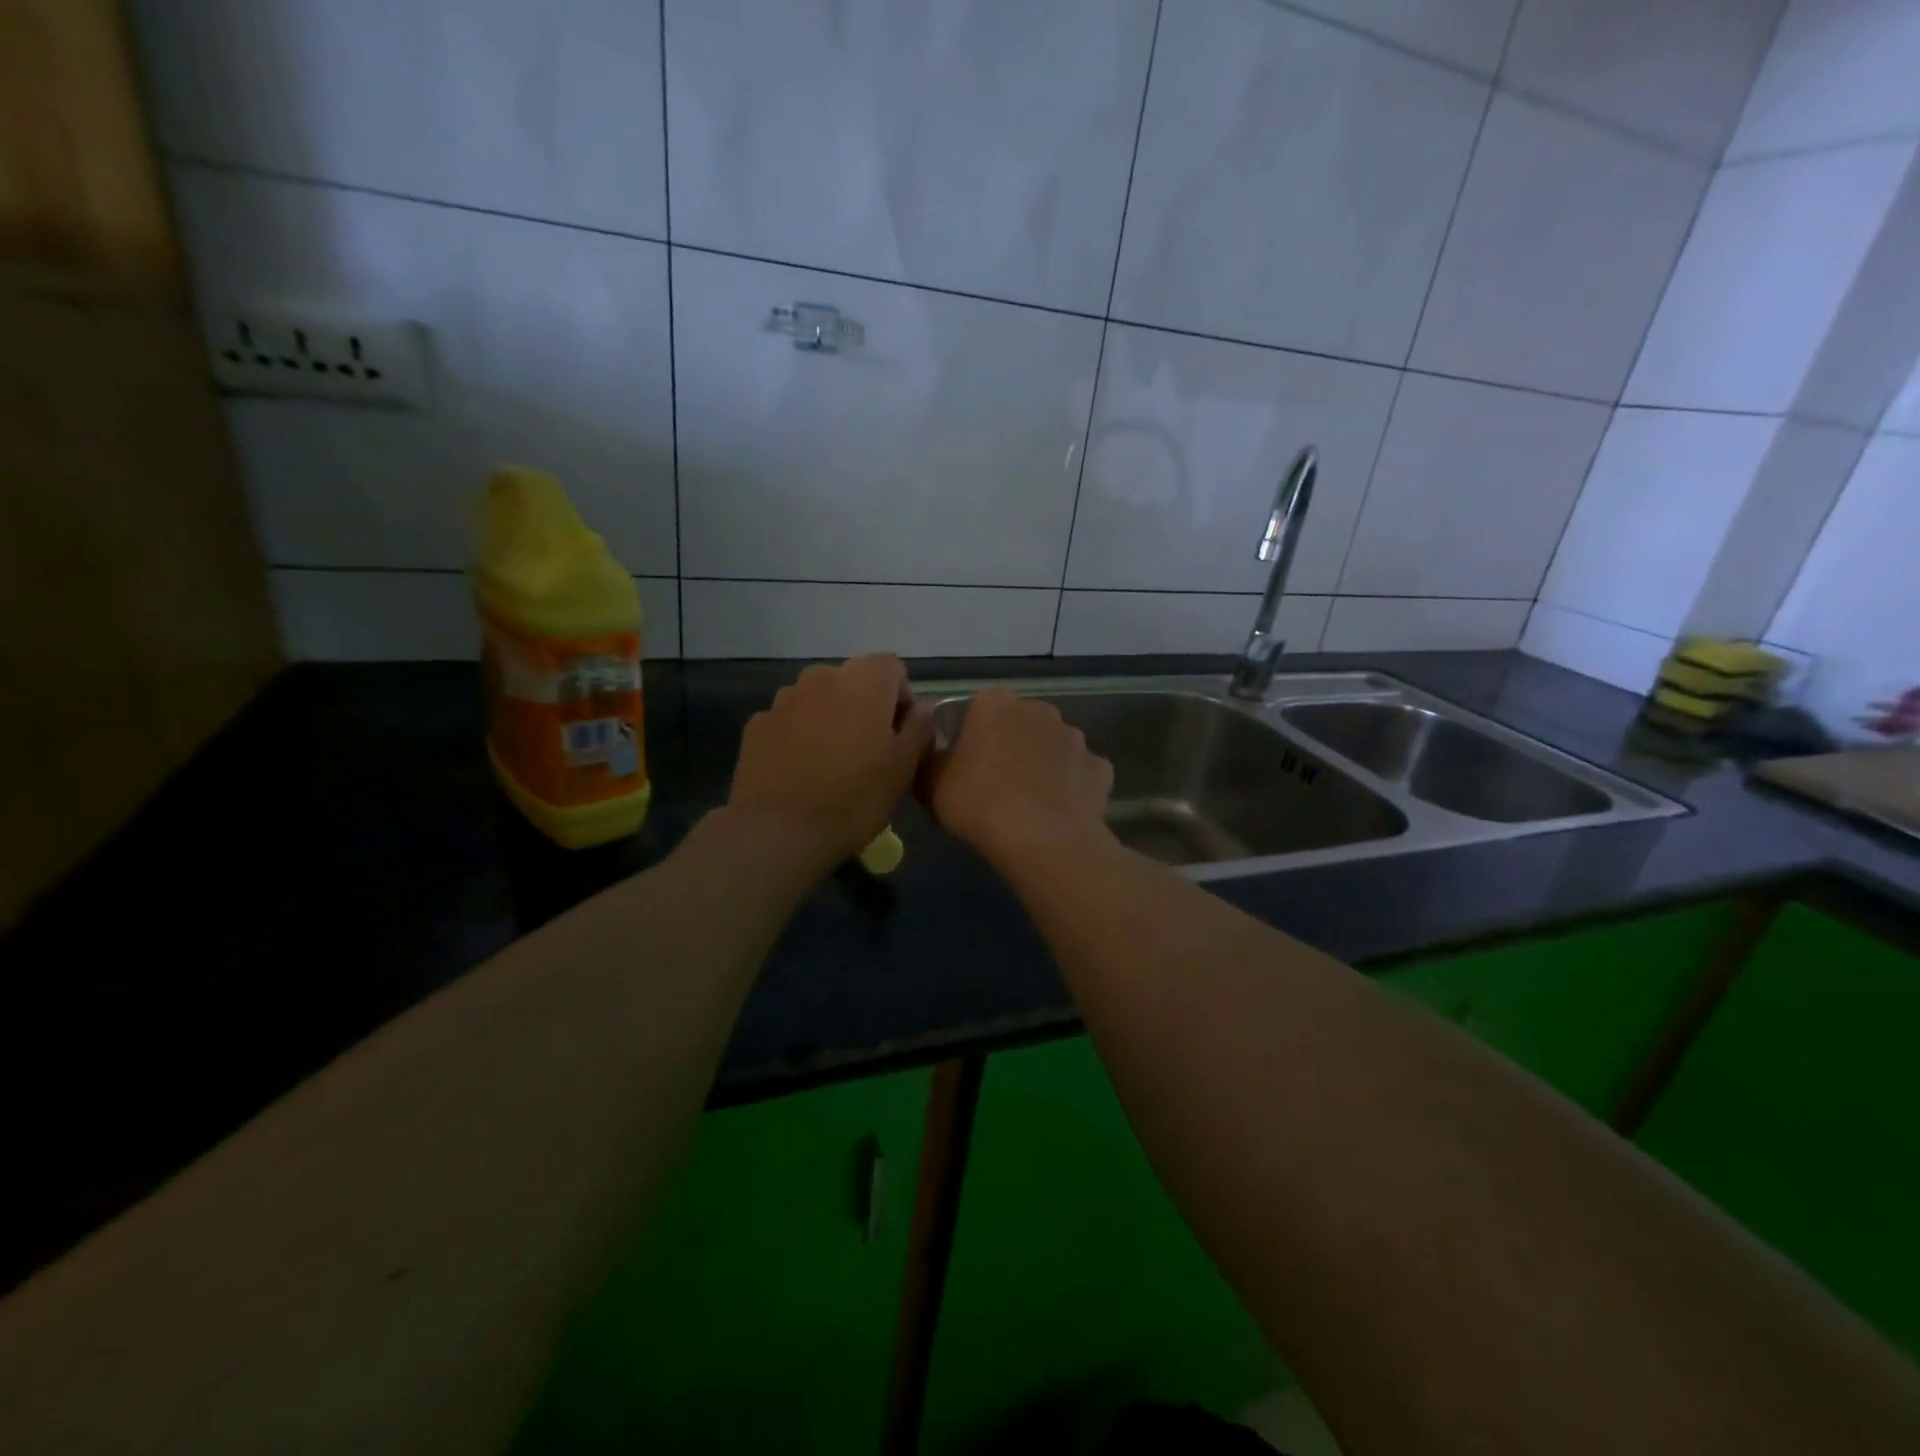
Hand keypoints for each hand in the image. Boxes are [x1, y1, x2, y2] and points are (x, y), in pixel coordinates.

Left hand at [726, 655, 932, 873]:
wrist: (778, 831)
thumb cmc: (854, 798)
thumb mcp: (904, 768)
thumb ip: (920, 727)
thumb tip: (925, 706)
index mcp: (863, 681)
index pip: (892, 667)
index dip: (901, 699)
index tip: (899, 736)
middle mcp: (821, 677)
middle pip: (853, 681)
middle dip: (865, 707)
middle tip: (869, 753)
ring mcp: (784, 699)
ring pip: (820, 699)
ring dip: (831, 719)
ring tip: (832, 764)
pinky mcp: (757, 725)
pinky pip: (790, 721)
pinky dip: (800, 736)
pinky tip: (802, 772)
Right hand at [921, 687, 1114, 872]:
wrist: (1042, 840)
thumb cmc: (979, 803)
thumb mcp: (930, 784)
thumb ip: (930, 761)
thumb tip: (936, 756)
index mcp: (995, 703)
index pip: (978, 709)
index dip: (971, 737)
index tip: (964, 766)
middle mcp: (1039, 709)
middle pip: (1019, 724)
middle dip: (1010, 745)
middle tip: (995, 784)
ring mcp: (1075, 737)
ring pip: (1053, 746)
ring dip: (1043, 764)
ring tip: (1030, 802)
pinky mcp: (1100, 767)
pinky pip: (1080, 774)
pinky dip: (1072, 787)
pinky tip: (1060, 812)